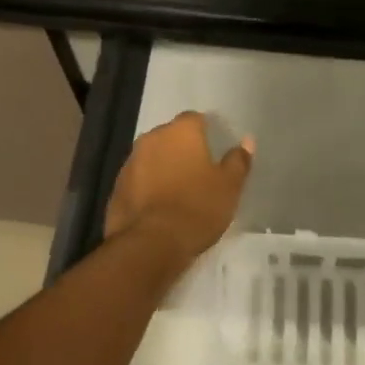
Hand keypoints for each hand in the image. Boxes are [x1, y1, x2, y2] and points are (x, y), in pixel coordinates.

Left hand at [105, 112, 253, 266]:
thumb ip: (238, 160)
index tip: (213, 151)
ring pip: (152, 157)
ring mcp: (131, 162)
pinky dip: (148, 187)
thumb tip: (247, 140)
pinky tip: (158, 208)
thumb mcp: (229, 186)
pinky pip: (138, 180)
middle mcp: (152, 138)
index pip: (194, 119)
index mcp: (181, 131)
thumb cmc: (196, 208)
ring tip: (178, 192)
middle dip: (182, 149)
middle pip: (170, 136)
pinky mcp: (117, 187)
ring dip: (163, 168)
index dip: (205, 132)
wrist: (150, 245)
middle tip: (198, 172)